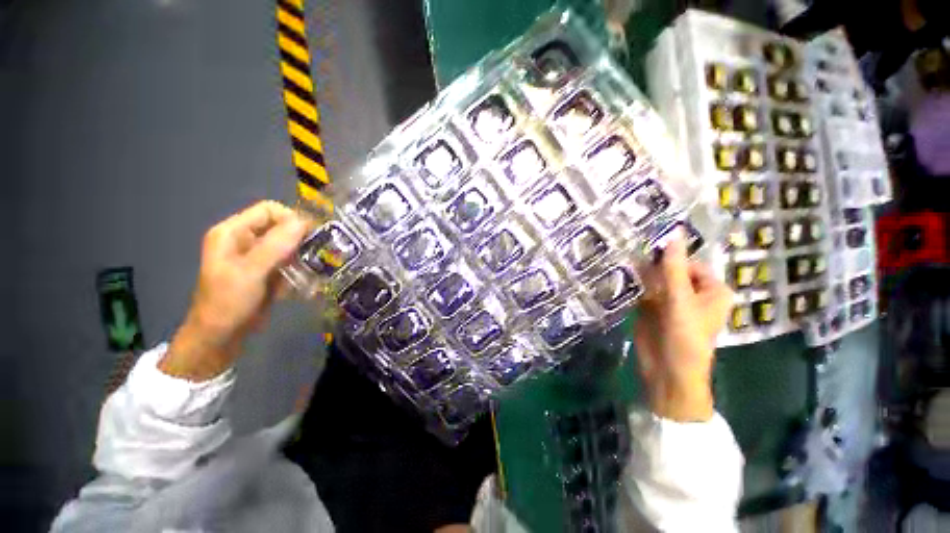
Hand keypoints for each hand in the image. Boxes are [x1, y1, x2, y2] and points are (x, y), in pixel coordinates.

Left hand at [160, 201, 310, 380]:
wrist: (220, 337)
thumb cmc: (228, 302)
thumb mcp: (251, 272)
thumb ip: (275, 245)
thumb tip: (303, 222)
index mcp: (233, 232)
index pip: (269, 210)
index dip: (291, 219)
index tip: (311, 237)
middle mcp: (246, 240)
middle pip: (281, 227)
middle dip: (301, 240)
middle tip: (318, 254)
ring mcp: (257, 257)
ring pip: (289, 245)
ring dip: (303, 256)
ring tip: (314, 270)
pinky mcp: (267, 271)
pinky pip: (289, 261)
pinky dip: (299, 269)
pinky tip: (305, 282)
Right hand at [634, 229, 733, 421]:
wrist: (668, 372)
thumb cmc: (685, 337)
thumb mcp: (680, 299)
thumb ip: (673, 267)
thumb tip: (673, 233)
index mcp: (711, 290)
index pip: (689, 262)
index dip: (670, 252)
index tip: (646, 241)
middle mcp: (692, 293)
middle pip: (671, 270)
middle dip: (653, 261)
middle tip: (631, 245)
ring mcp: (671, 301)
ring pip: (655, 279)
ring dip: (641, 271)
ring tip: (622, 255)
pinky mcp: (652, 309)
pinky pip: (644, 290)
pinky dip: (634, 283)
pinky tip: (620, 273)